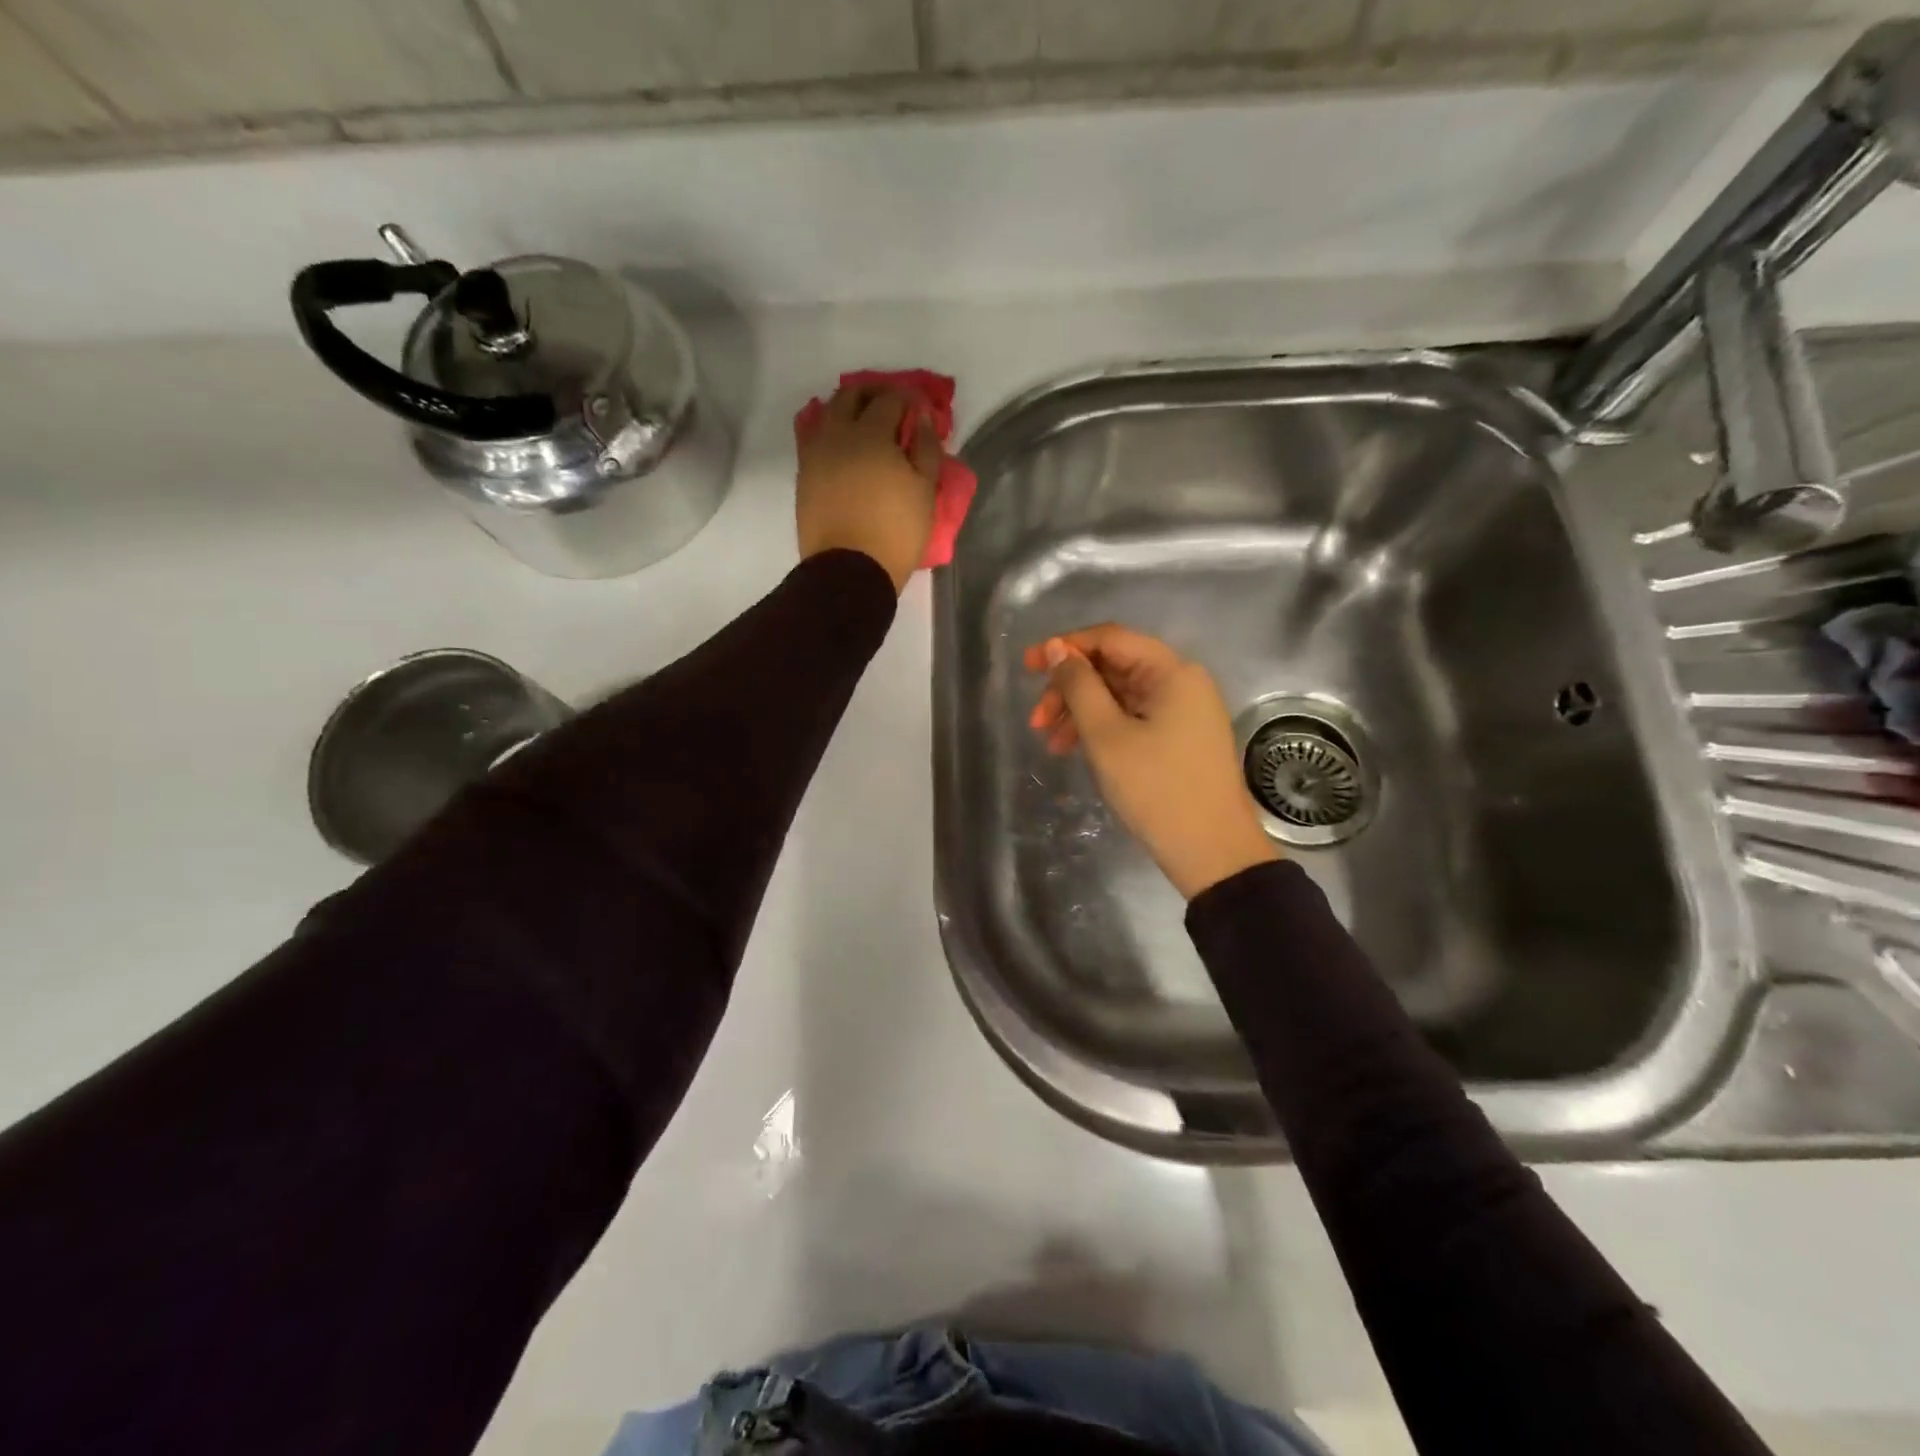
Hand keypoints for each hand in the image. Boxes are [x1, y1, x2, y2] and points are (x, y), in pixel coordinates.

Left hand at [796, 385, 940, 593]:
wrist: (849, 571)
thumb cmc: (895, 532)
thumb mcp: (925, 492)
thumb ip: (926, 448)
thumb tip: (922, 418)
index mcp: (871, 434)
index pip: (889, 399)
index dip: (907, 398)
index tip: (919, 408)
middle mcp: (837, 434)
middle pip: (850, 396)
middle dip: (872, 394)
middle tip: (891, 408)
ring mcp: (815, 454)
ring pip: (827, 415)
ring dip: (847, 410)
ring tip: (865, 426)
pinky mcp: (804, 476)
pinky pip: (814, 440)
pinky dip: (830, 433)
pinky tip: (844, 447)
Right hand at [1026, 625, 1280, 899]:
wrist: (1211, 852)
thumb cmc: (1156, 788)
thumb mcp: (1106, 735)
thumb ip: (1078, 686)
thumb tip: (1057, 649)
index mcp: (1171, 671)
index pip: (1110, 639)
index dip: (1065, 647)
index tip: (1028, 667)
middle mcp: (1182, 682)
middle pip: (1114, 667)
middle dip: (1070, 689)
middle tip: (1037, 721)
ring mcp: (1184, 711)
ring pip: (1120, 696)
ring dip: (1081, 712)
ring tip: (1052, 744)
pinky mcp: (1181, 737)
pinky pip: (1133, 718)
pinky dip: (1103, 728)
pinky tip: (1076, 750)